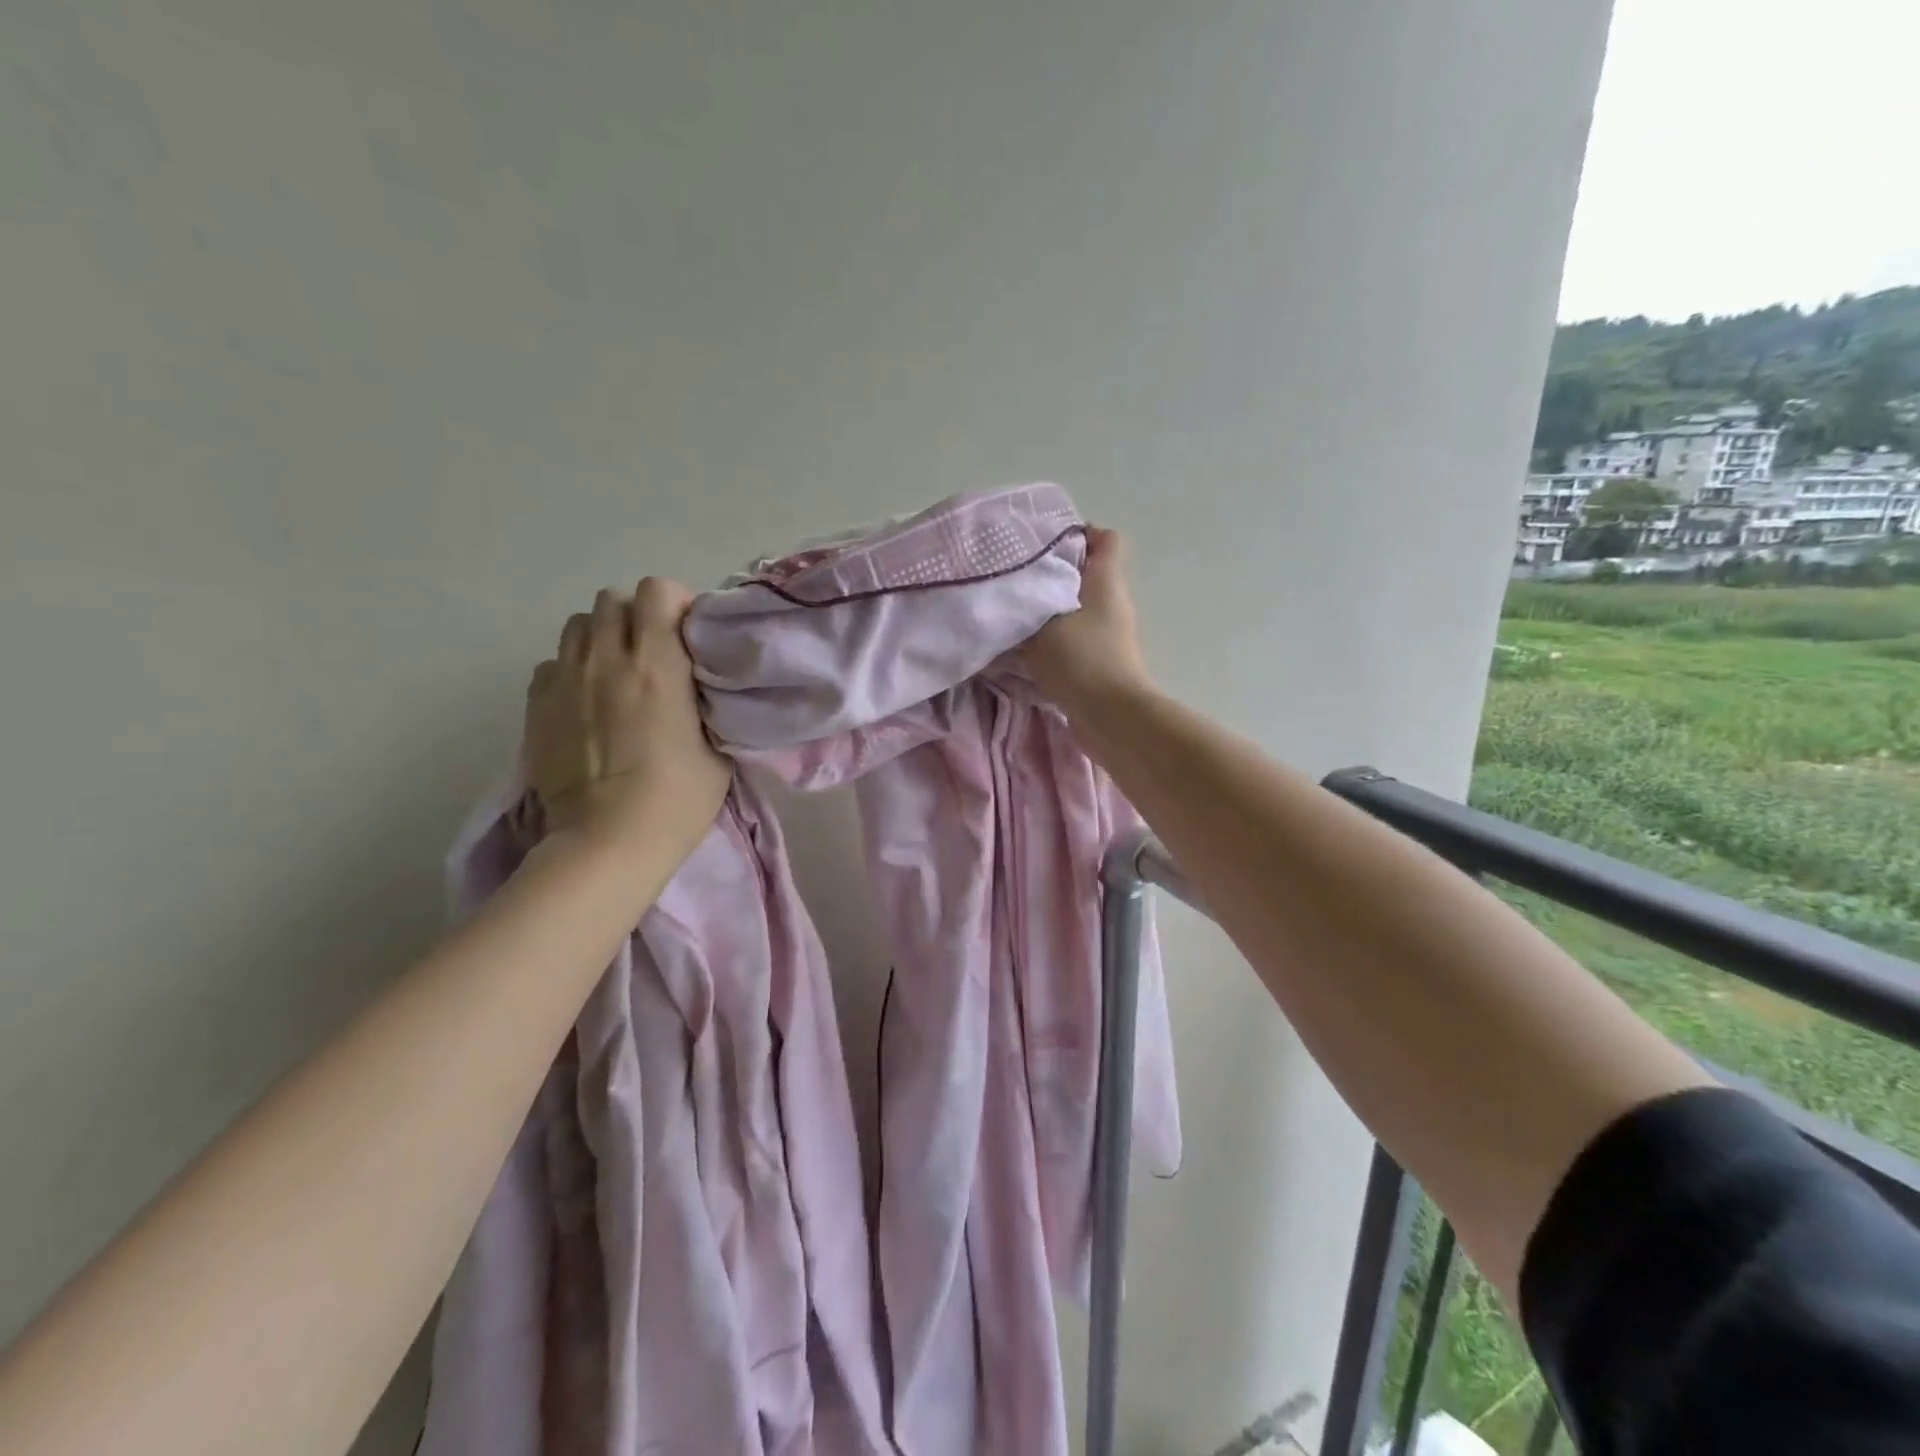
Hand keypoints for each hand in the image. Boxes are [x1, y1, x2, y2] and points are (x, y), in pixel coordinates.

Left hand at [521, 579, 731, 854]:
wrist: (607, 843)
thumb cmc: (676, 800)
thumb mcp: (718, 749)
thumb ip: (707, 703)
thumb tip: (698, 686)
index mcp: (657, 664)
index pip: (656, 590)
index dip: (675, 603)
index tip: (688, 634)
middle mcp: (606, 659)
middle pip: (612, 599)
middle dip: (636, 616)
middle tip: (654, 652)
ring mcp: (565, 681)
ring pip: (576, 625)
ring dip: (600, 637)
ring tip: (617, 672)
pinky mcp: (536, 707)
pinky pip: (552, 664)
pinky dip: (571, 670)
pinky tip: (586, 701)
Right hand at [1022, 526, 1153, 710]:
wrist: (1111, 717)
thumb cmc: (1081, 659)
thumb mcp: (1041, 626)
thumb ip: (1021, 607)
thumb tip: (1005, 597)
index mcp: (1106, 581)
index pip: (1105, 538)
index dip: (1078, 533)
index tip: (1042, 543)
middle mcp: (1113, 602)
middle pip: (1085, 573)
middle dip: (1051, 575)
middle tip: (1016, 579)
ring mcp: (1110, 634)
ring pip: (1076, 608)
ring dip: (1049, 611)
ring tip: (1015, 615)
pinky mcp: (1101, 661)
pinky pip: (1074, 638)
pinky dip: (1053, 639)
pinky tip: (1025, 648)